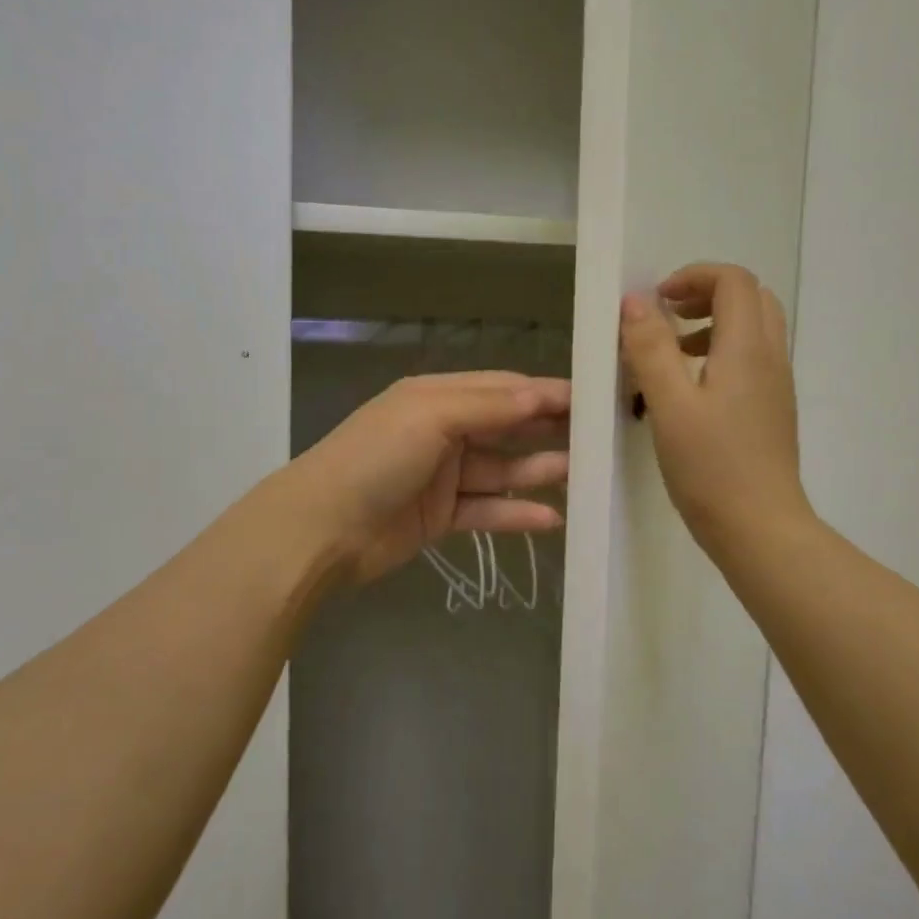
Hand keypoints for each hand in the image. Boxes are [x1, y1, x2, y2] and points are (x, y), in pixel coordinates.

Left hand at [281, 372, 570, 583]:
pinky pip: (487, 511)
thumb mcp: (431, 416)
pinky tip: (551, 519)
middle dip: (547, 430)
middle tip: (598, 437)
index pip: (502, 388)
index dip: (543, 393)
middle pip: (506, 427)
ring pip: (501, 470)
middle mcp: (443, 431)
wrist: (320, 530)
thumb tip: (541, 393)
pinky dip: (516, 514)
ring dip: (538, 472)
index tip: (590, 399)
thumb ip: (488, 406)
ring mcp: (442, 477)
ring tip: (583, 476)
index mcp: (437, 397)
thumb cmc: (375, 458)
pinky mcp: (441, 517)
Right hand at [620, 263, 811, 558]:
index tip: (657, 300)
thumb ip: (651, 349)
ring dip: (714, 323)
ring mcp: (776, 385)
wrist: (760, 529)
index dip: (694, 276)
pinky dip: (722, 352)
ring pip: (754, 329)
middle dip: (707, 294)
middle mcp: (770, 358)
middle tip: (668, 316)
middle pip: (751, 298)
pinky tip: (690, 390)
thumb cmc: (711, 467)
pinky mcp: (772, 410)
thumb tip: (636, 302)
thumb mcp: (669, 405)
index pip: (733, 281)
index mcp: (747, 348)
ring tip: (672, 352)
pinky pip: (752, 359)